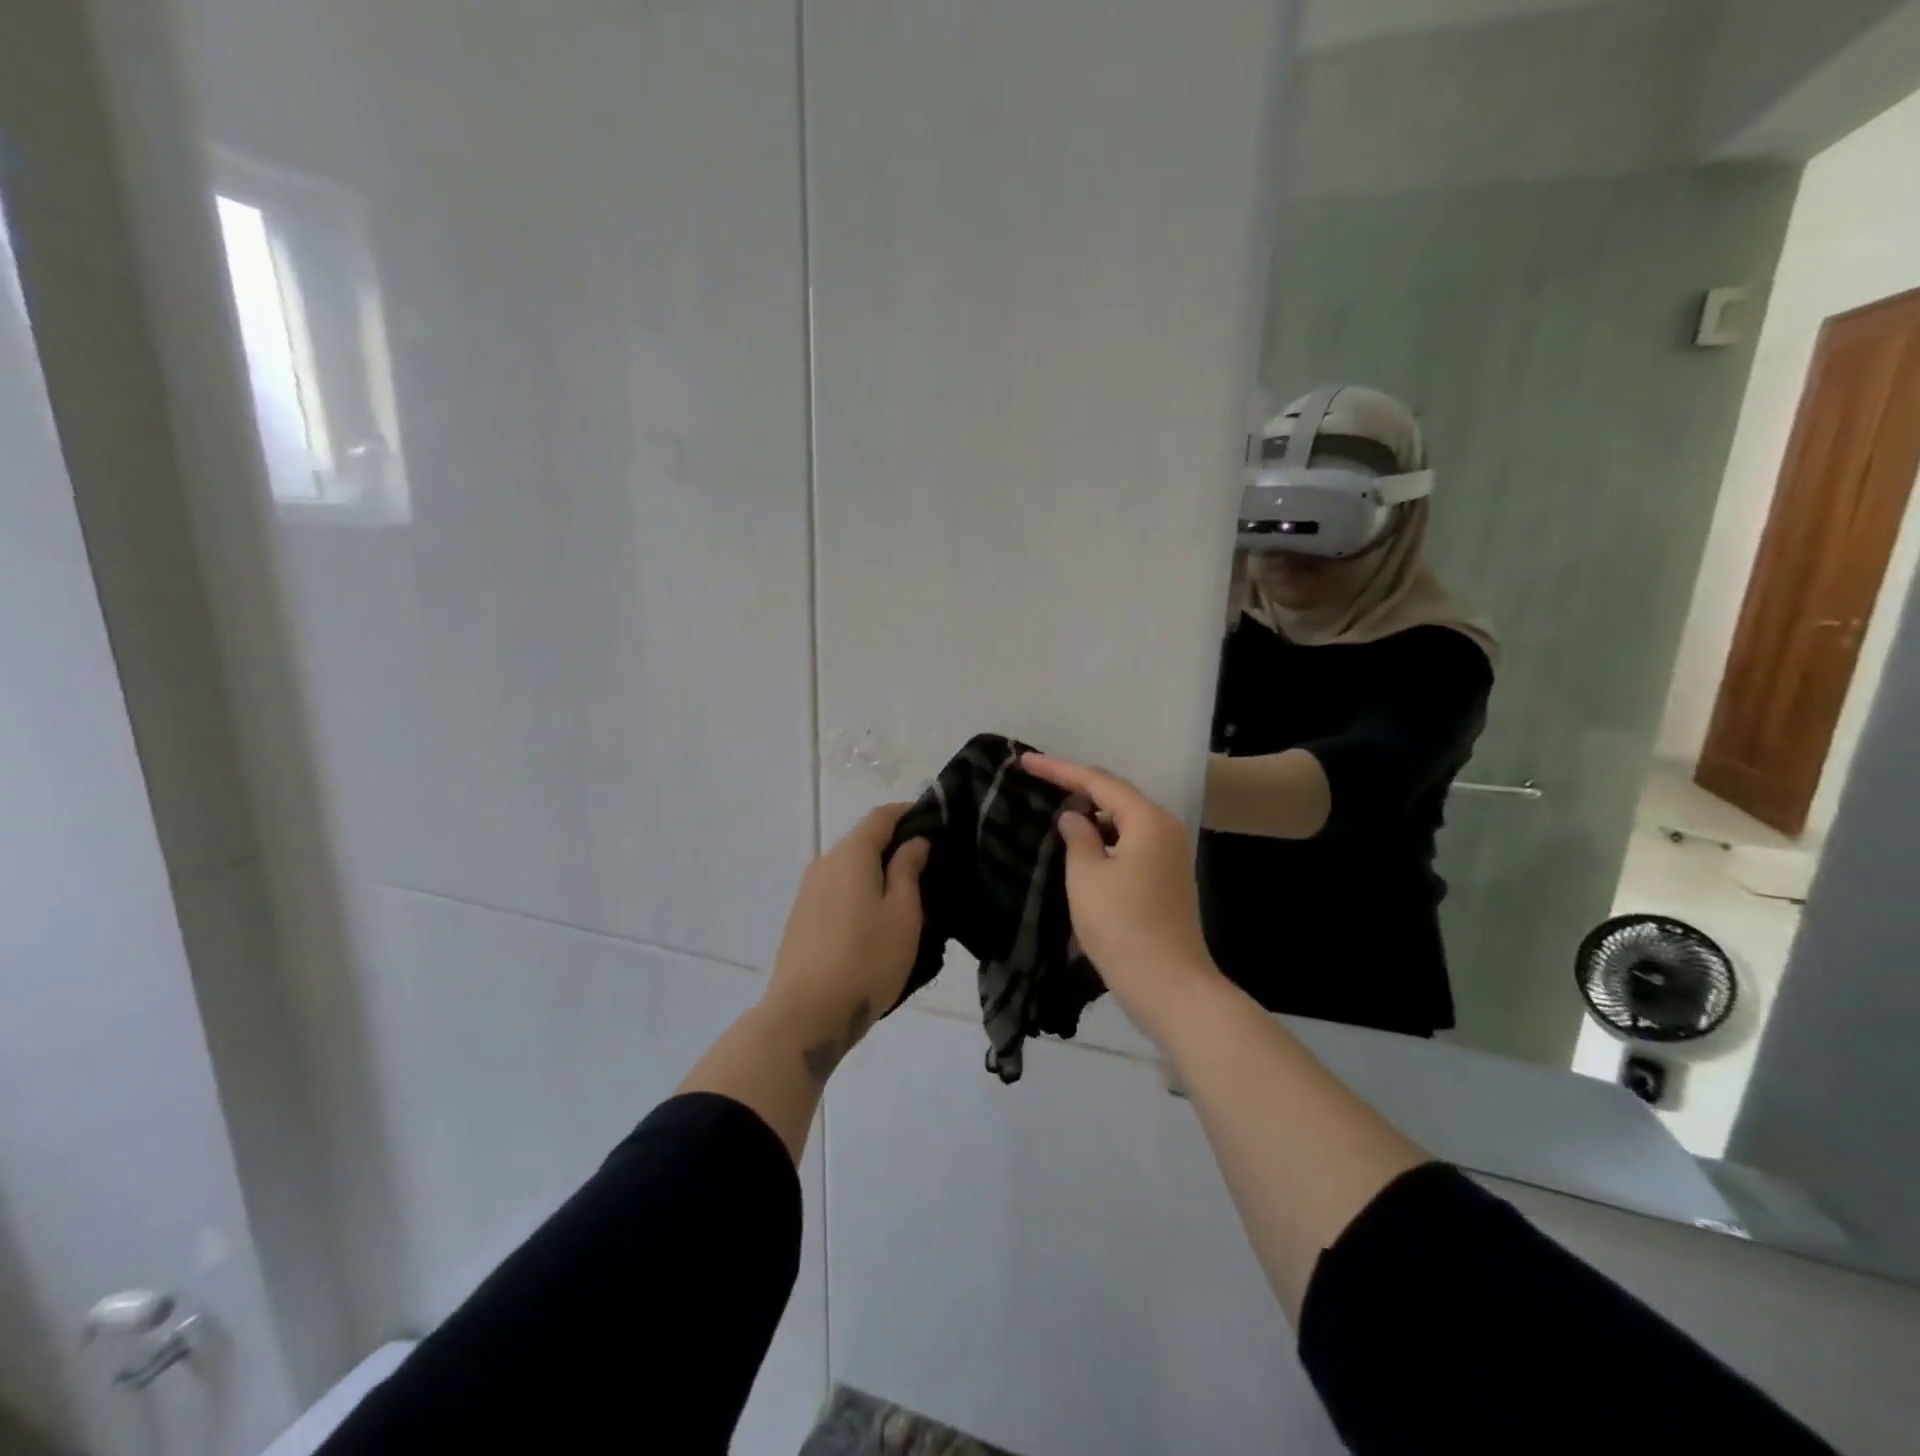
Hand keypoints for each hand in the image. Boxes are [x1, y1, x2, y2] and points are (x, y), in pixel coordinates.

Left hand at [762, 804, 929, 1082]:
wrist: (806, 1015)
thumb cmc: (866, 960)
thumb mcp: (903, 914)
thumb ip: (908, 870)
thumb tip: (914, 842)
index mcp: (851, 854)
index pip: (881, 817)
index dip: (909, 813)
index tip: (935, 821)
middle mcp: (824, 863)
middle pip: (863, 841)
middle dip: (895, 845)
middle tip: (929, 864)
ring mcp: (808, 891)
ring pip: (849, 868)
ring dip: (877, 872)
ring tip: (908, 896)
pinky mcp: (801, 918)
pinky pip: (837, 890)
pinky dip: (859, 891)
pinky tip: (876, 919)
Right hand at [1022, 753, 1223, 1041]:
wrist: (1169, 986)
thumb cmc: (1122, 926)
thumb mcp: (1087, 876)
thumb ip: (1077, 836)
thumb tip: (1075, 816)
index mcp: (1148, 820)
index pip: (1098, 782)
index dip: (1059, 769)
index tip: (1025, 760)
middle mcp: (1165, 829)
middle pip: (1115, 796)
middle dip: (1076, 787)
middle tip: (1037, 778)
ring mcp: (1169, 855)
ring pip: (1123, 821)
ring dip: (1090, 814)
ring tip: (1054, 806)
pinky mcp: (1165, 878)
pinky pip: (1129, 843)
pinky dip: (1103, 838)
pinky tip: (1081, 843)